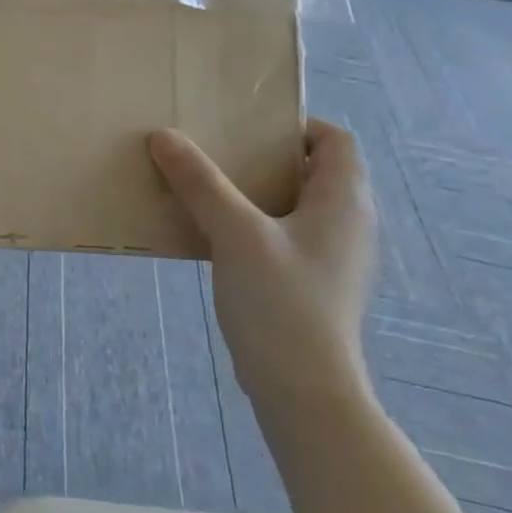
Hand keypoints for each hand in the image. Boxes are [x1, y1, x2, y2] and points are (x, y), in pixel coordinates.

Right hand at [149, 118, 377, 410]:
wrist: (303, 388)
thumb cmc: (281, 301)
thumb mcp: (236, 233)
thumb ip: (200, 183)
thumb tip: (164, 136)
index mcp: (343, 202)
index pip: (335, 140)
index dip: (296, 124)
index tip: (246, 126)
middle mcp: (347, 224)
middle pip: (312, 170)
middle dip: (264, 157)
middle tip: (214, 151)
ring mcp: (330, 257)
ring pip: (293, 205)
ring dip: (253, 191)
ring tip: (204, 187)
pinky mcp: (310, 283)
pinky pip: (282, 235)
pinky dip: (251, 223)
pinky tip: (212, 234)